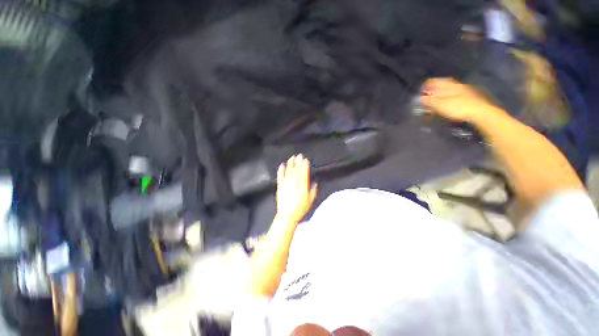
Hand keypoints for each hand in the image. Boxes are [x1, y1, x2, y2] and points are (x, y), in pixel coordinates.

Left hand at [275, 154, 317, 222]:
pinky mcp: (280, 186)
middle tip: (299, 155)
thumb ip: (313, 191)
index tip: (306, 160)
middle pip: (296, 170)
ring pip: (289, 171)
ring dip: (291, 164)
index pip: (304, 173)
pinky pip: (280, 176)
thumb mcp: (310, 200)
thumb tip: (315, 183)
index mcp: (302, 186)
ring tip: (292, 158)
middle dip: (298, 162)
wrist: (287, 215)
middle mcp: (294, 183)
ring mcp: (286, 184)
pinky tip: (282, 165)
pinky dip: (281, 170)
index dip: (305, 166)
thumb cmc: (300, 209)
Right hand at [421, 78, 494, 121]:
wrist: (481, 111)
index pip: (435, 81)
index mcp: (449, 85)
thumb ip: (430, 101)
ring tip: (435, 99)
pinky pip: (454, 95)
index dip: (427, 85)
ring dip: (440, 93)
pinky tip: (446, 102)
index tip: (420, 90)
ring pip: (449, 90)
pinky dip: (447, 97)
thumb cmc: (459, 107)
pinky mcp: (469, 97)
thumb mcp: (441, 105)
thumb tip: (421, 98)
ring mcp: (464, 91)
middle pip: (442, 85)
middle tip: (426, 94)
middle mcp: (456, 85)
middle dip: (433, 89)